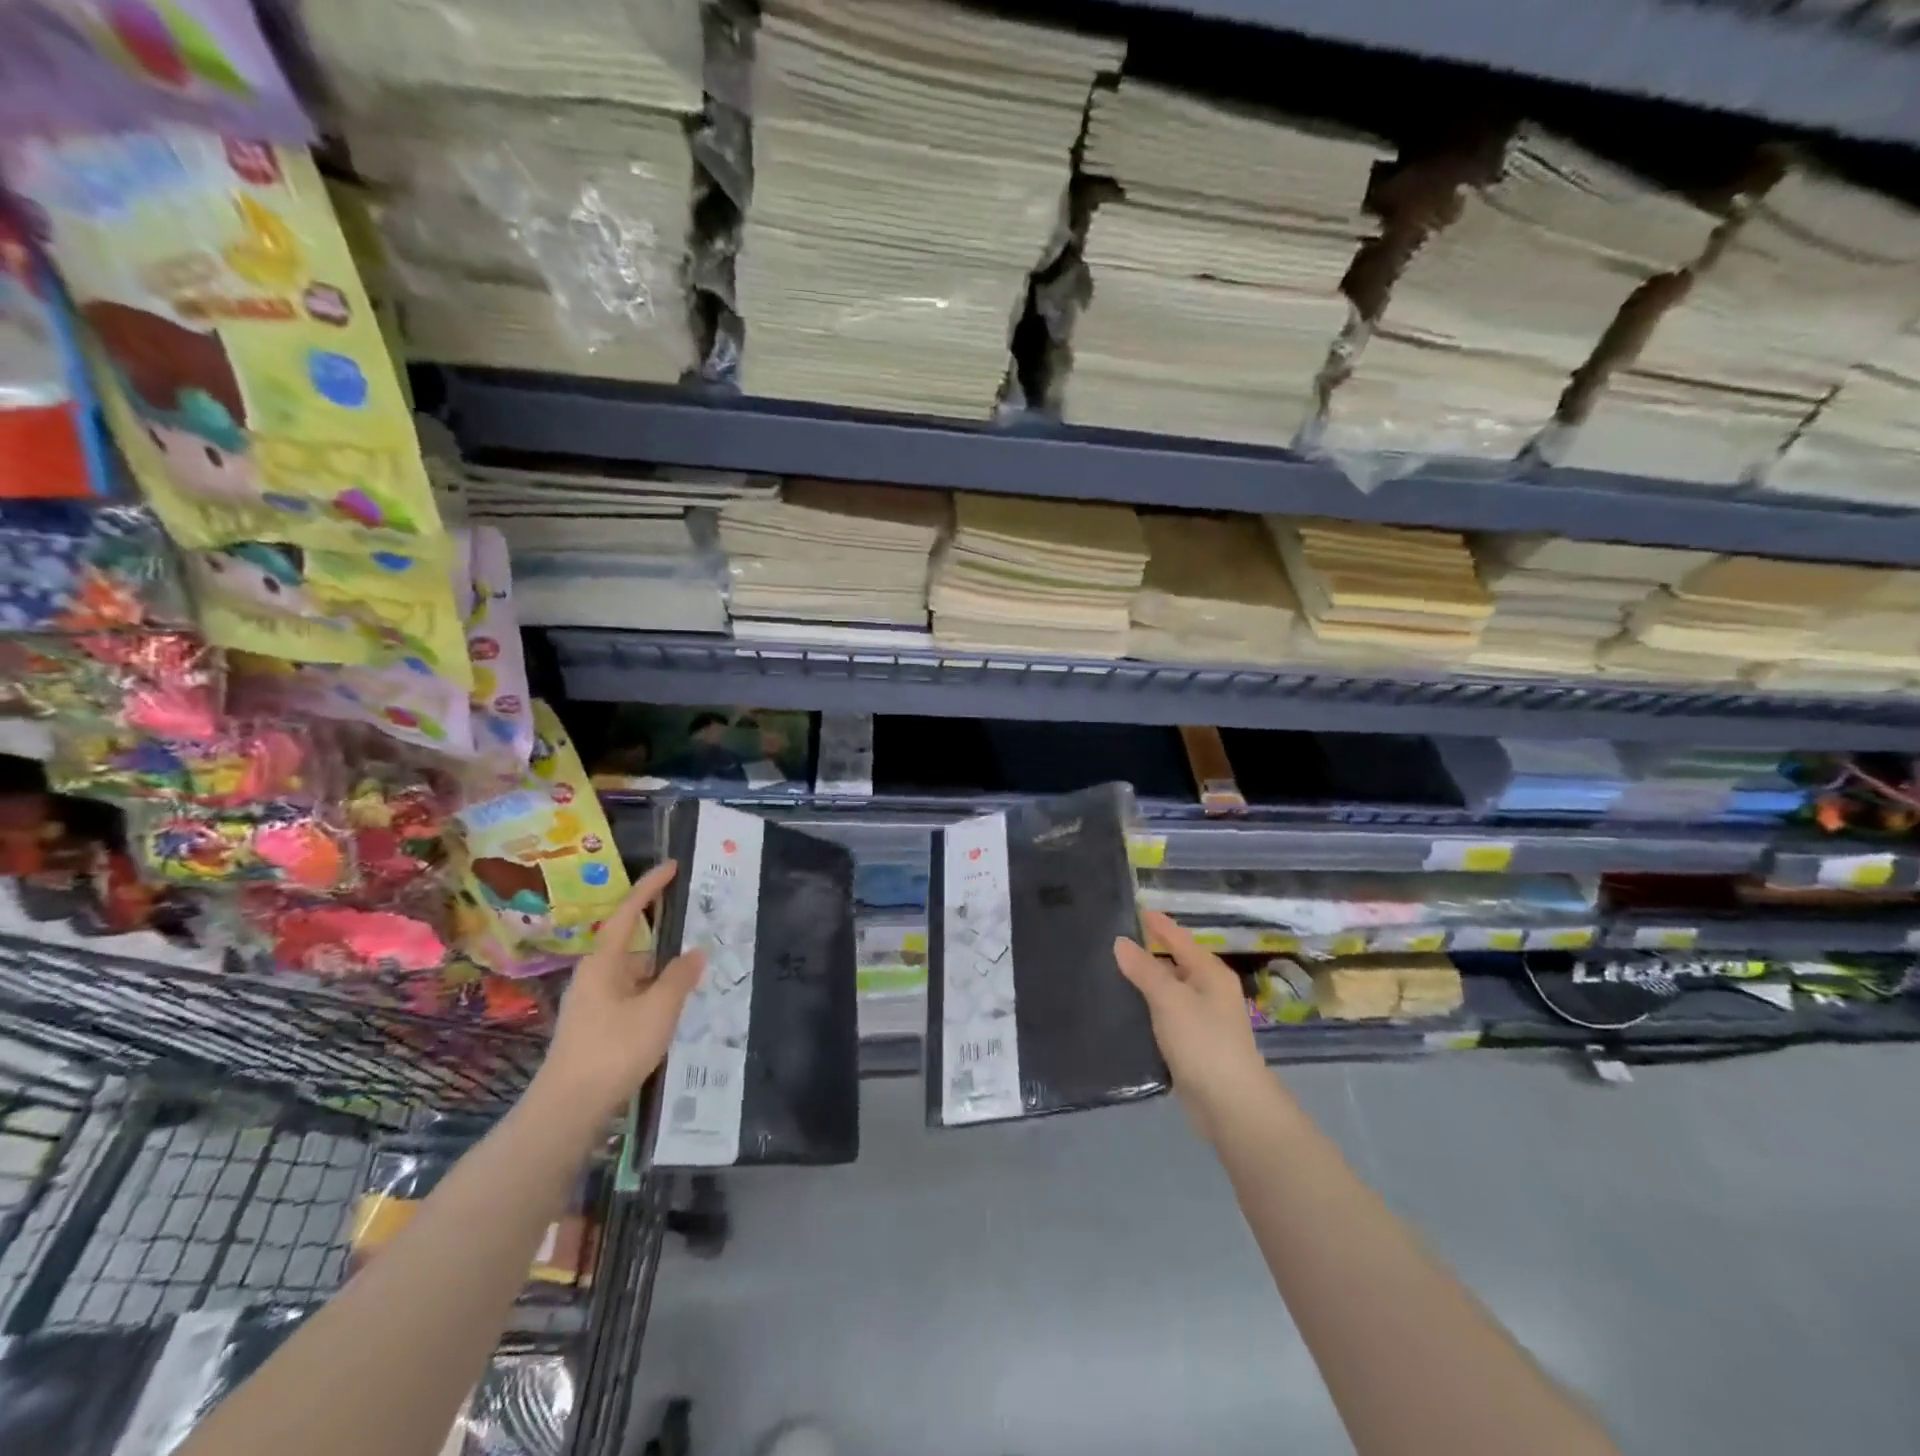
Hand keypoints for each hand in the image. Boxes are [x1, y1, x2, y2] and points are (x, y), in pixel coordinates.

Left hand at [532, 861, 705, 1120]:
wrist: (568, 1110)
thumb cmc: (613, 1049)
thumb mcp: (658, 1010)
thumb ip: (680, 977)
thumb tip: (696, 952)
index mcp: (603, 963)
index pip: (628, 914)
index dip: (650, 888)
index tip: (672, 867)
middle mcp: (594, 977)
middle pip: (634, 946)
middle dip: (665, 938)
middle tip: (698, 929)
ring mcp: (593, 1004)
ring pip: (635, 976)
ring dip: (662, 973)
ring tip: (698, 974)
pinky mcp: (596, 1028)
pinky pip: (632, 998)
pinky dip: (654, 996)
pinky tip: (675, 1010)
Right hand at [1115, 910, 1269, 1135]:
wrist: (1230, 1105)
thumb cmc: (1203, 1042)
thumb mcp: (1170, 1000)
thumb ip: (1144, 969)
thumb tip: (1120, 941)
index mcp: (1210, 973)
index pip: (1179, 939)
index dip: (1158, 924)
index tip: (1134, 909)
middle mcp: (1210, 991)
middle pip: (1175, 963)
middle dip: (1148, 952)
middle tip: (1113, 940)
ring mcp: (1203, 1020)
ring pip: (1169, 991)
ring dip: (1146, 982)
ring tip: (1110, 971)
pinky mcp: (1193, 1045)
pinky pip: (1166, 1016)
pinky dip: (1148, 1009)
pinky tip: (1126, 1010)